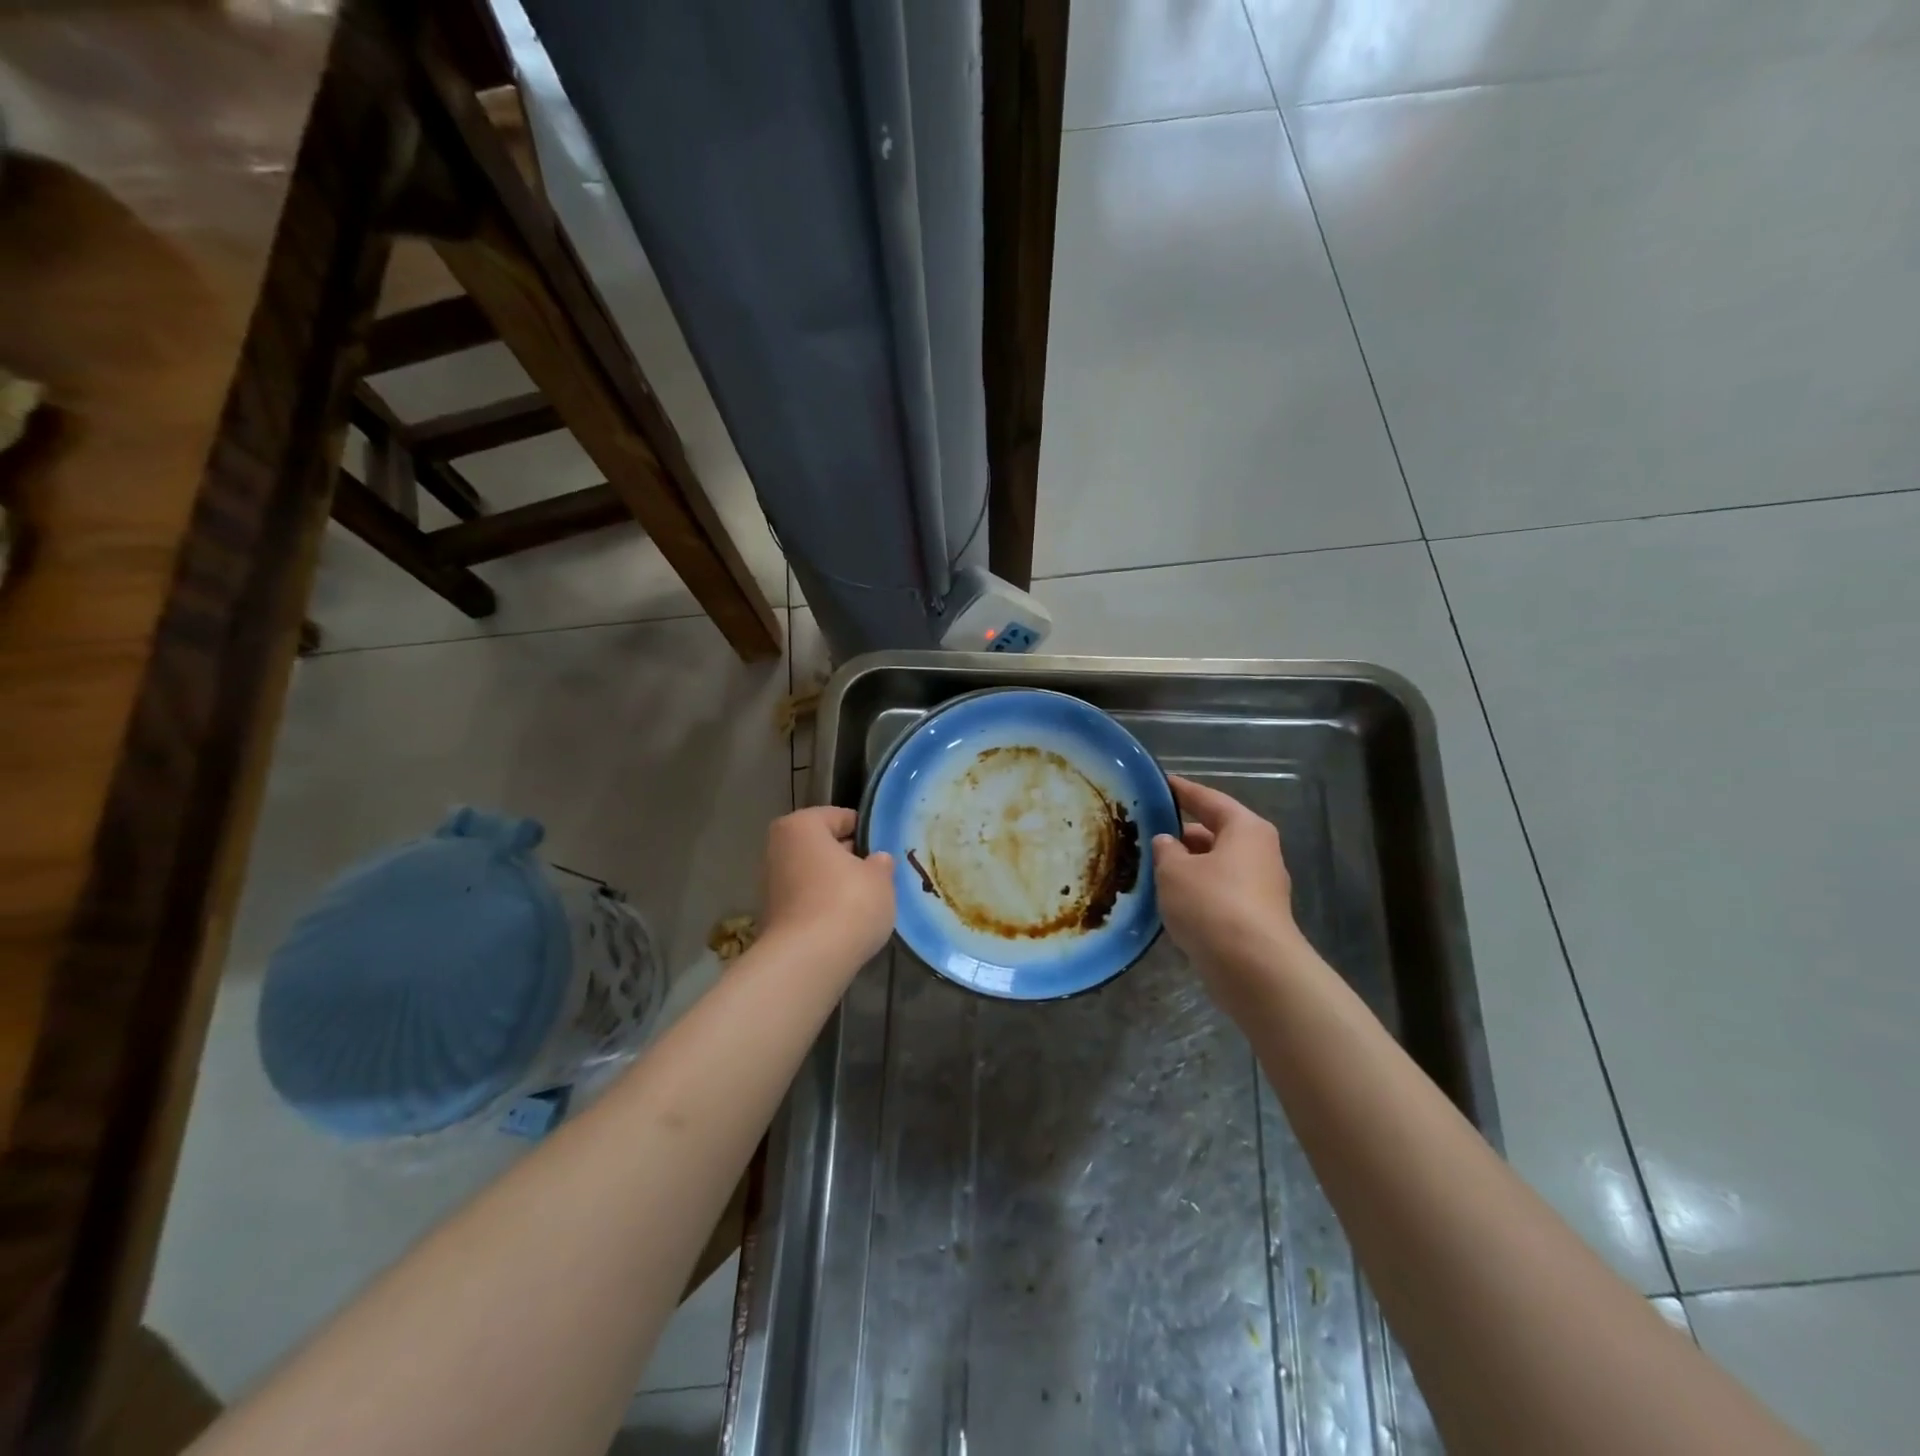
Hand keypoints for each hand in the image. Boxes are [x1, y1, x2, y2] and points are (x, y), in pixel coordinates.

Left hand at [762, 807, 895, 970]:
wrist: (807, 962)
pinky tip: (846, 923)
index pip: (842, 817)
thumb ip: (880, 863)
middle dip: (850, 859)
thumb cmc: (847, 904)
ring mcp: (771, 883)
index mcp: (801, 825)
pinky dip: (824, 907)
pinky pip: (807, 901)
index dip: (868, 833)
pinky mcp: (772, 916)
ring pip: (815, 875)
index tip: (886, 851)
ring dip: (836, 885)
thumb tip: (876, 860)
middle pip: (824, 846)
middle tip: (879, 876)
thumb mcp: (880, 878)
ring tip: (866, 902)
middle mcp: (779, 847)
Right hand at [1152, 776, 1301, 1007]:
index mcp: (1245, 829)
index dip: (1181, 790)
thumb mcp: (1174, 870)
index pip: (1208, 799)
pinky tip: (1170, 900)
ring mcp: (1261, 888)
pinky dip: (1197, 891)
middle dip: (1182, 833)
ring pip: (1216, 866)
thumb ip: (1166, 850)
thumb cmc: (1212, 904)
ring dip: (1188, 866)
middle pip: (1216, 833)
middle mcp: (1259, 852)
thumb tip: (1168, 842)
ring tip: (1151, 866)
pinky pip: (1219, 893)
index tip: (1159, 783)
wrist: (1253, 968)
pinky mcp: (1255, 919)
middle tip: (1147, 831)